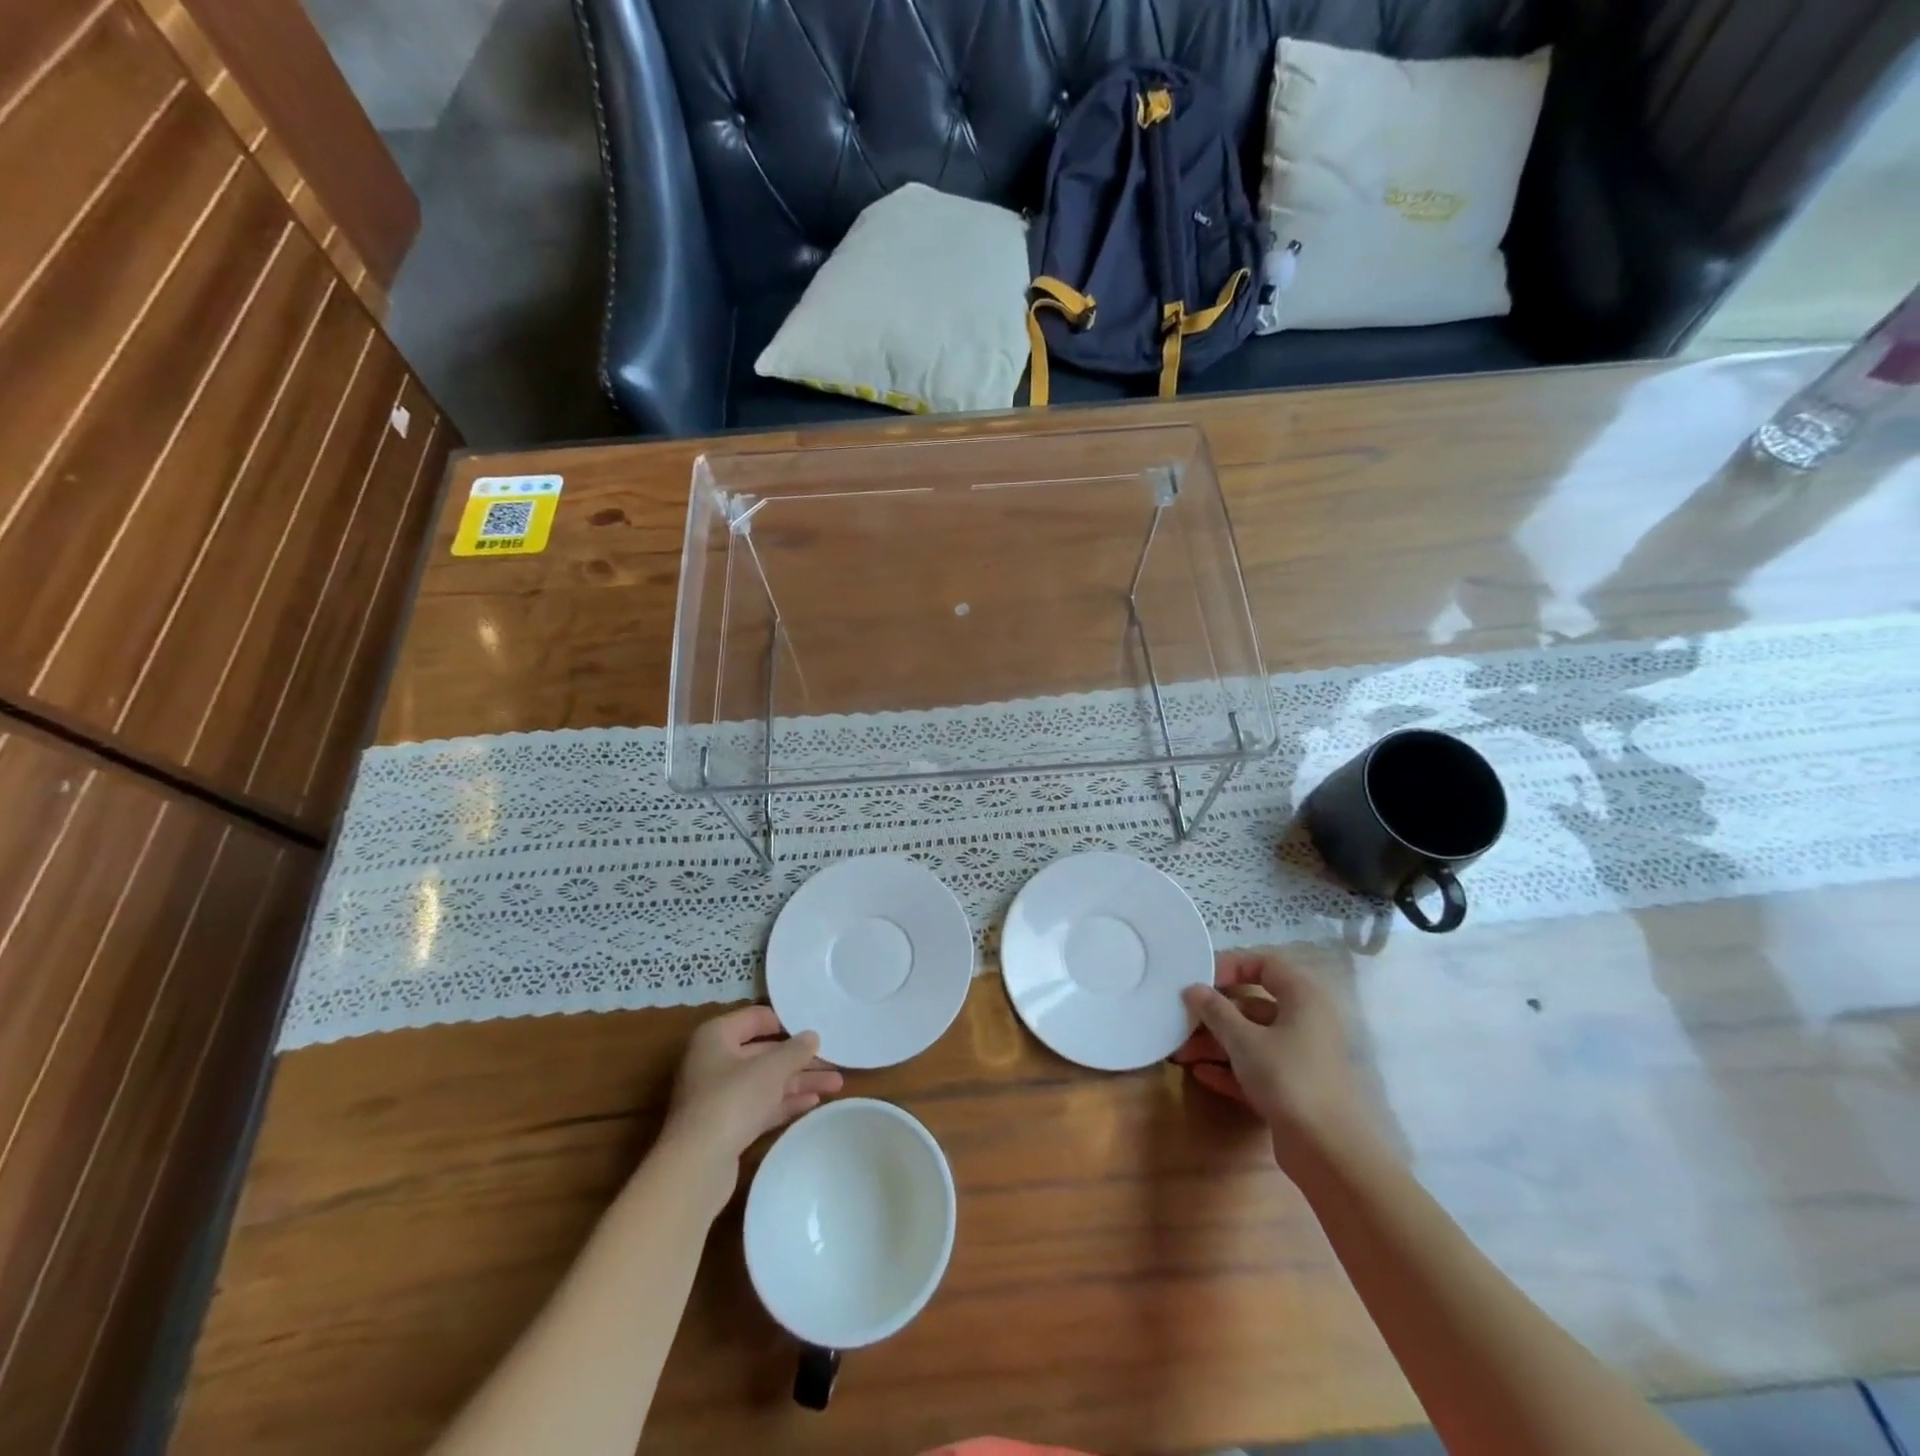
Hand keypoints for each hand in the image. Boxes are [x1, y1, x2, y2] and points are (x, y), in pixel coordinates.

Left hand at [662, 1006, 843, 1170]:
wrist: (696, 1167)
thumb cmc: (732, 1100)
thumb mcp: (770, 1068)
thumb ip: (795, 1050)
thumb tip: (812, 1036)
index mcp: (716, 1036)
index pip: (756, 1018)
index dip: (787, 1022)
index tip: (817, 1028)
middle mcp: (715, 1061)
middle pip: (765, 1053)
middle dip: (800, 1058)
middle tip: (835, 1061)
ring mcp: (719, 1095)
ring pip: (766, 1081)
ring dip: (799, 1081)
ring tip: (836, 1084)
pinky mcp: (726, 1126)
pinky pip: (762, 1106)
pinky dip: (786, 1102)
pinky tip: (814, 1103)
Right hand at [1173, 950, 1366, 1166]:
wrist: (1329, 1152)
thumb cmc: (1287, 1077)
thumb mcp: (1243, 1039)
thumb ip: (1215, 1010)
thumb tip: (1193, 989)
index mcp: (1302, 998)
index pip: (1265, 965)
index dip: (1231, 966)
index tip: (1201, 981)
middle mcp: (1305, 1022)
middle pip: (1253, 1005)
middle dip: (1214, 1014)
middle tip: (1182, 1021)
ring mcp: (1300, 1057)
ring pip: (1252, 1039)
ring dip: (1216, 1044)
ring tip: (1181, 1054)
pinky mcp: (1294, 1089)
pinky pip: (1257, 1067)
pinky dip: (1230, 1068)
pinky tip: (1201, 1074)